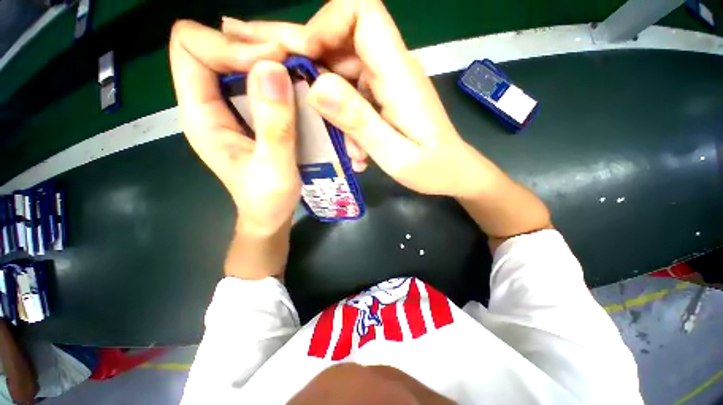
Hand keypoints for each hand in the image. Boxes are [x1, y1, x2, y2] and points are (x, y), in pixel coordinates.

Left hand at [169, 20, 299, 236]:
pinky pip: (253, 78)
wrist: (269, 215)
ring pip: (233, 59)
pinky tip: (294, 86)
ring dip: (264, 57)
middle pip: (211, 46)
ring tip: (296, 69)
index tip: (274, 62)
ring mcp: (228, 108)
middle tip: (291, 59)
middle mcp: (207, 104)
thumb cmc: (268, 200)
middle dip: (250, 45)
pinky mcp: (248, 114)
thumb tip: (273, 67)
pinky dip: (274, 74)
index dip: (229, 45)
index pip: (191, 48)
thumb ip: (274, 125)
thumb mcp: (275, 169)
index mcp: (200, 115)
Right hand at [221, 0, 488, 197]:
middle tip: (280, 85)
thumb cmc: (432, 169)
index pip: (363, 13)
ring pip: (344, 72)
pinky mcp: (386, 100)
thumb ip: (361, 122)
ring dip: (328, 102)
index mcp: (400, 76)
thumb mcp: (396, 154)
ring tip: (325, 136)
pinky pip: (354, 96)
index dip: (326, 23)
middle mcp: (394, 71)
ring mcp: (389, 85)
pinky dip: (344, 117)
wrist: (454, 174)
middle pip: (345, 40)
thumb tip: (319, 86)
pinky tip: (350, 148)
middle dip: (309, 59)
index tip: (304, 57)